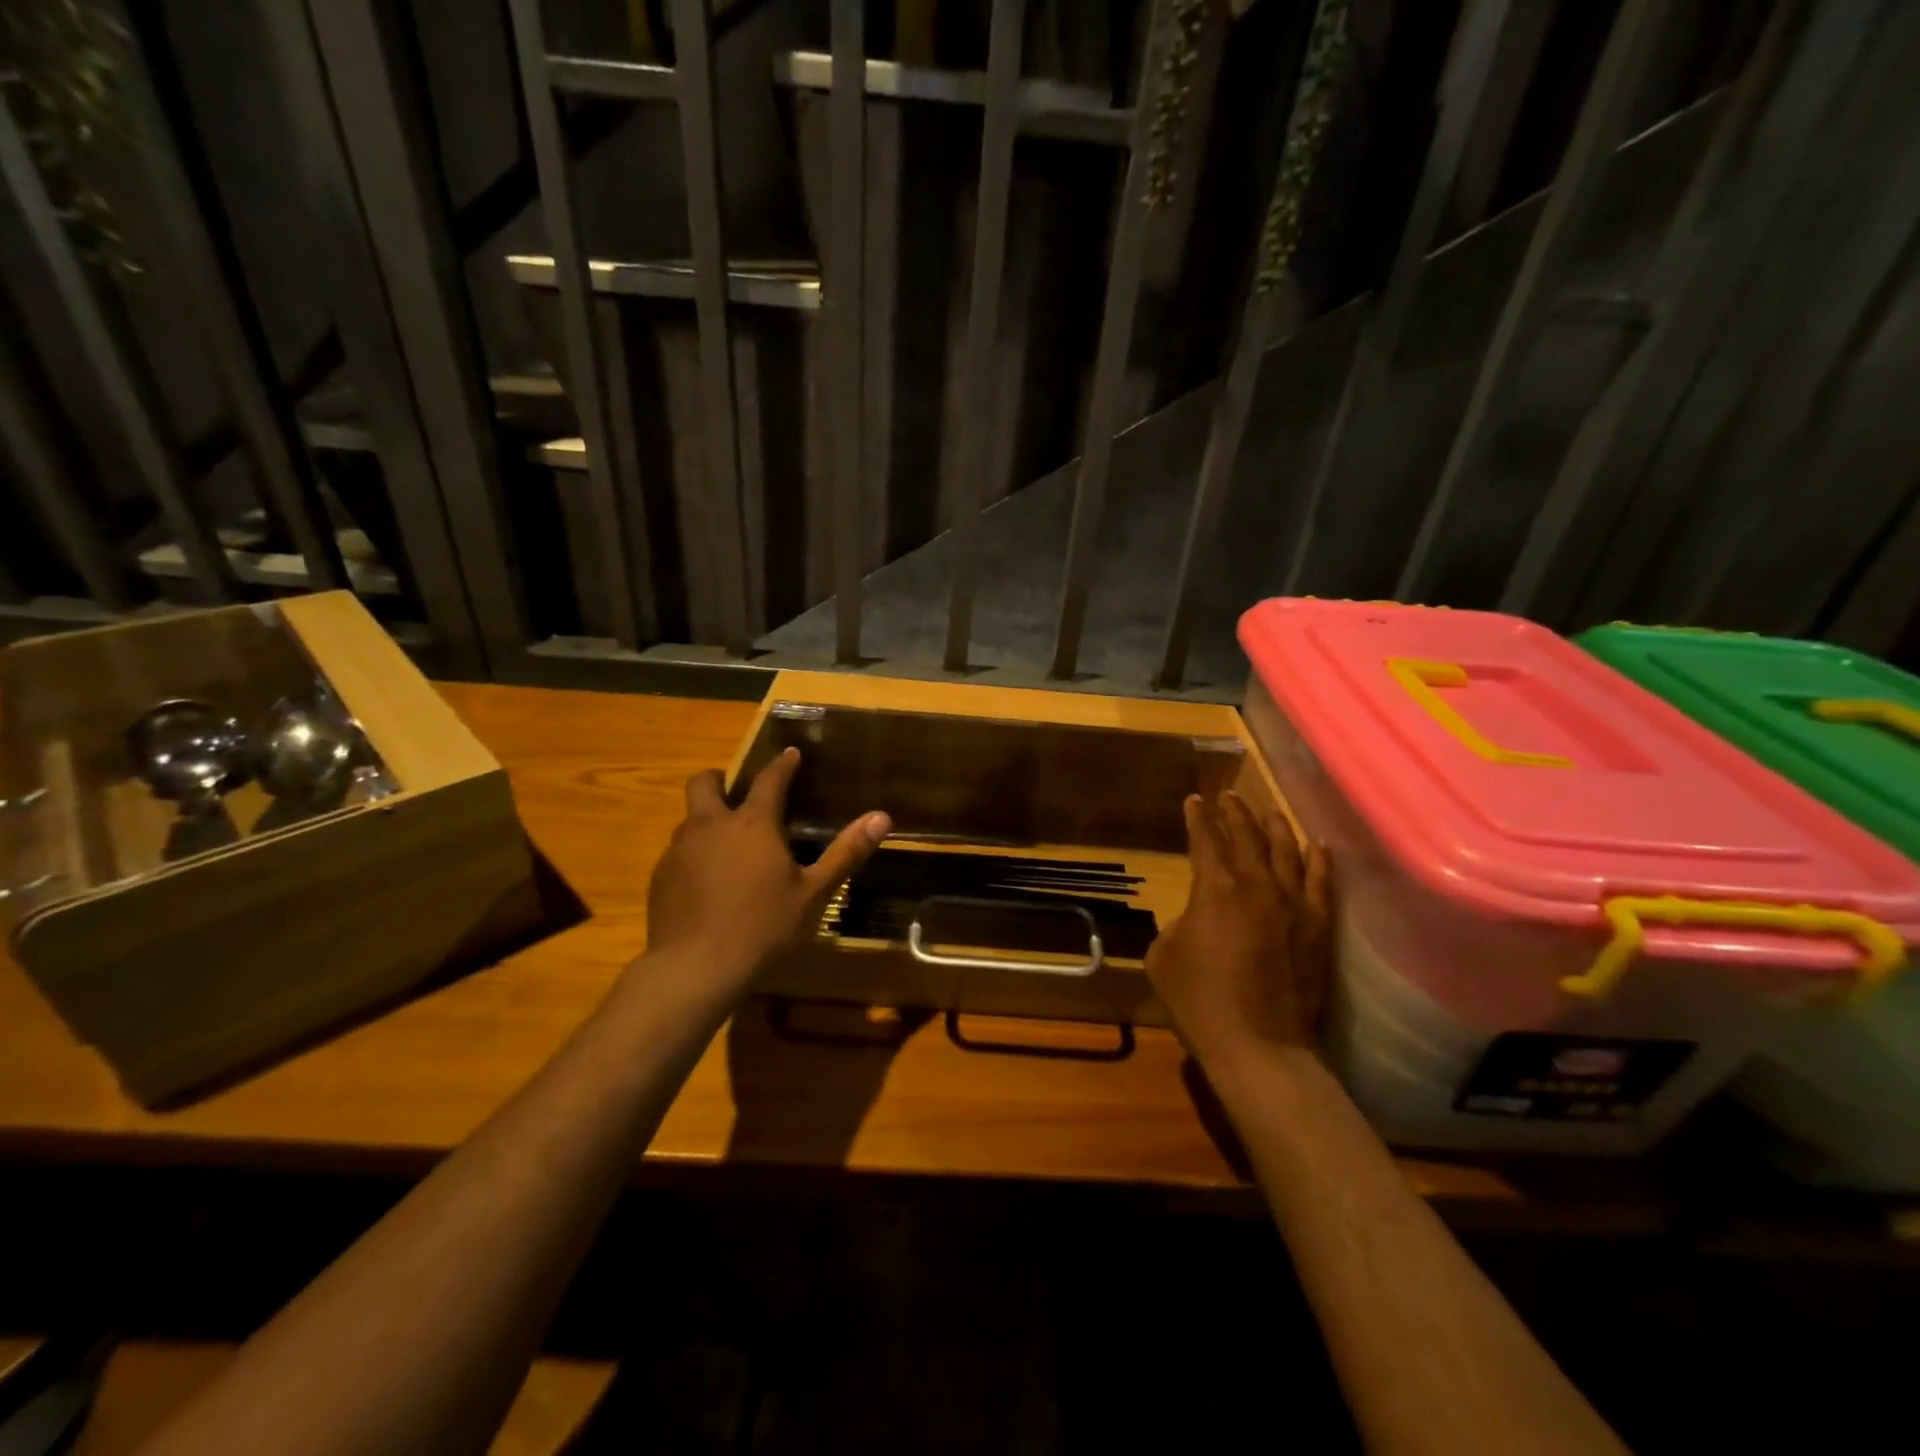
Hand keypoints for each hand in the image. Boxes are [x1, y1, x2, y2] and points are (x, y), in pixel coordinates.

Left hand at [644, 747, 889, 988]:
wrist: (694, 970)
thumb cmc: (763, 928)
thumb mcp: (814, 894)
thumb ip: (846, 853)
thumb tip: (881, 817)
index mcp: (752, 824)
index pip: (769, 780)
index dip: (782, 764)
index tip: (791, 754)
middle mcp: (710, 826)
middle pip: (704, 783)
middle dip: (720, 780)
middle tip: (738, 794)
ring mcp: (679, 851)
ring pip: (689, 819)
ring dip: (707, 820)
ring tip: (728, 845)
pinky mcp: (659, 878)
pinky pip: (678, 852)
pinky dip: (694, 855)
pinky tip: (708, 884)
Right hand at [1146, 791, 1329, 1067]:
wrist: (1258, 1045)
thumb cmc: (1199, 999)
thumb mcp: (1163, 954)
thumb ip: (1179, 923)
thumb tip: (1195, 919)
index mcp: (1215, 887)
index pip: (1205, 838)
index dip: (1197, 817)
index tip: (1194, 800)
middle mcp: (1257, 884)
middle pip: (1246, 835)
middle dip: (1234, 812)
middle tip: (1227, 796)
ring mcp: (1294, 904)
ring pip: (1286, 850)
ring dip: (1274, 826)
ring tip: (1268, 811)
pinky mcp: (1318, 927)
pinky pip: (1321, 882)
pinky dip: (1318, 860)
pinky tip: (1316, 845)